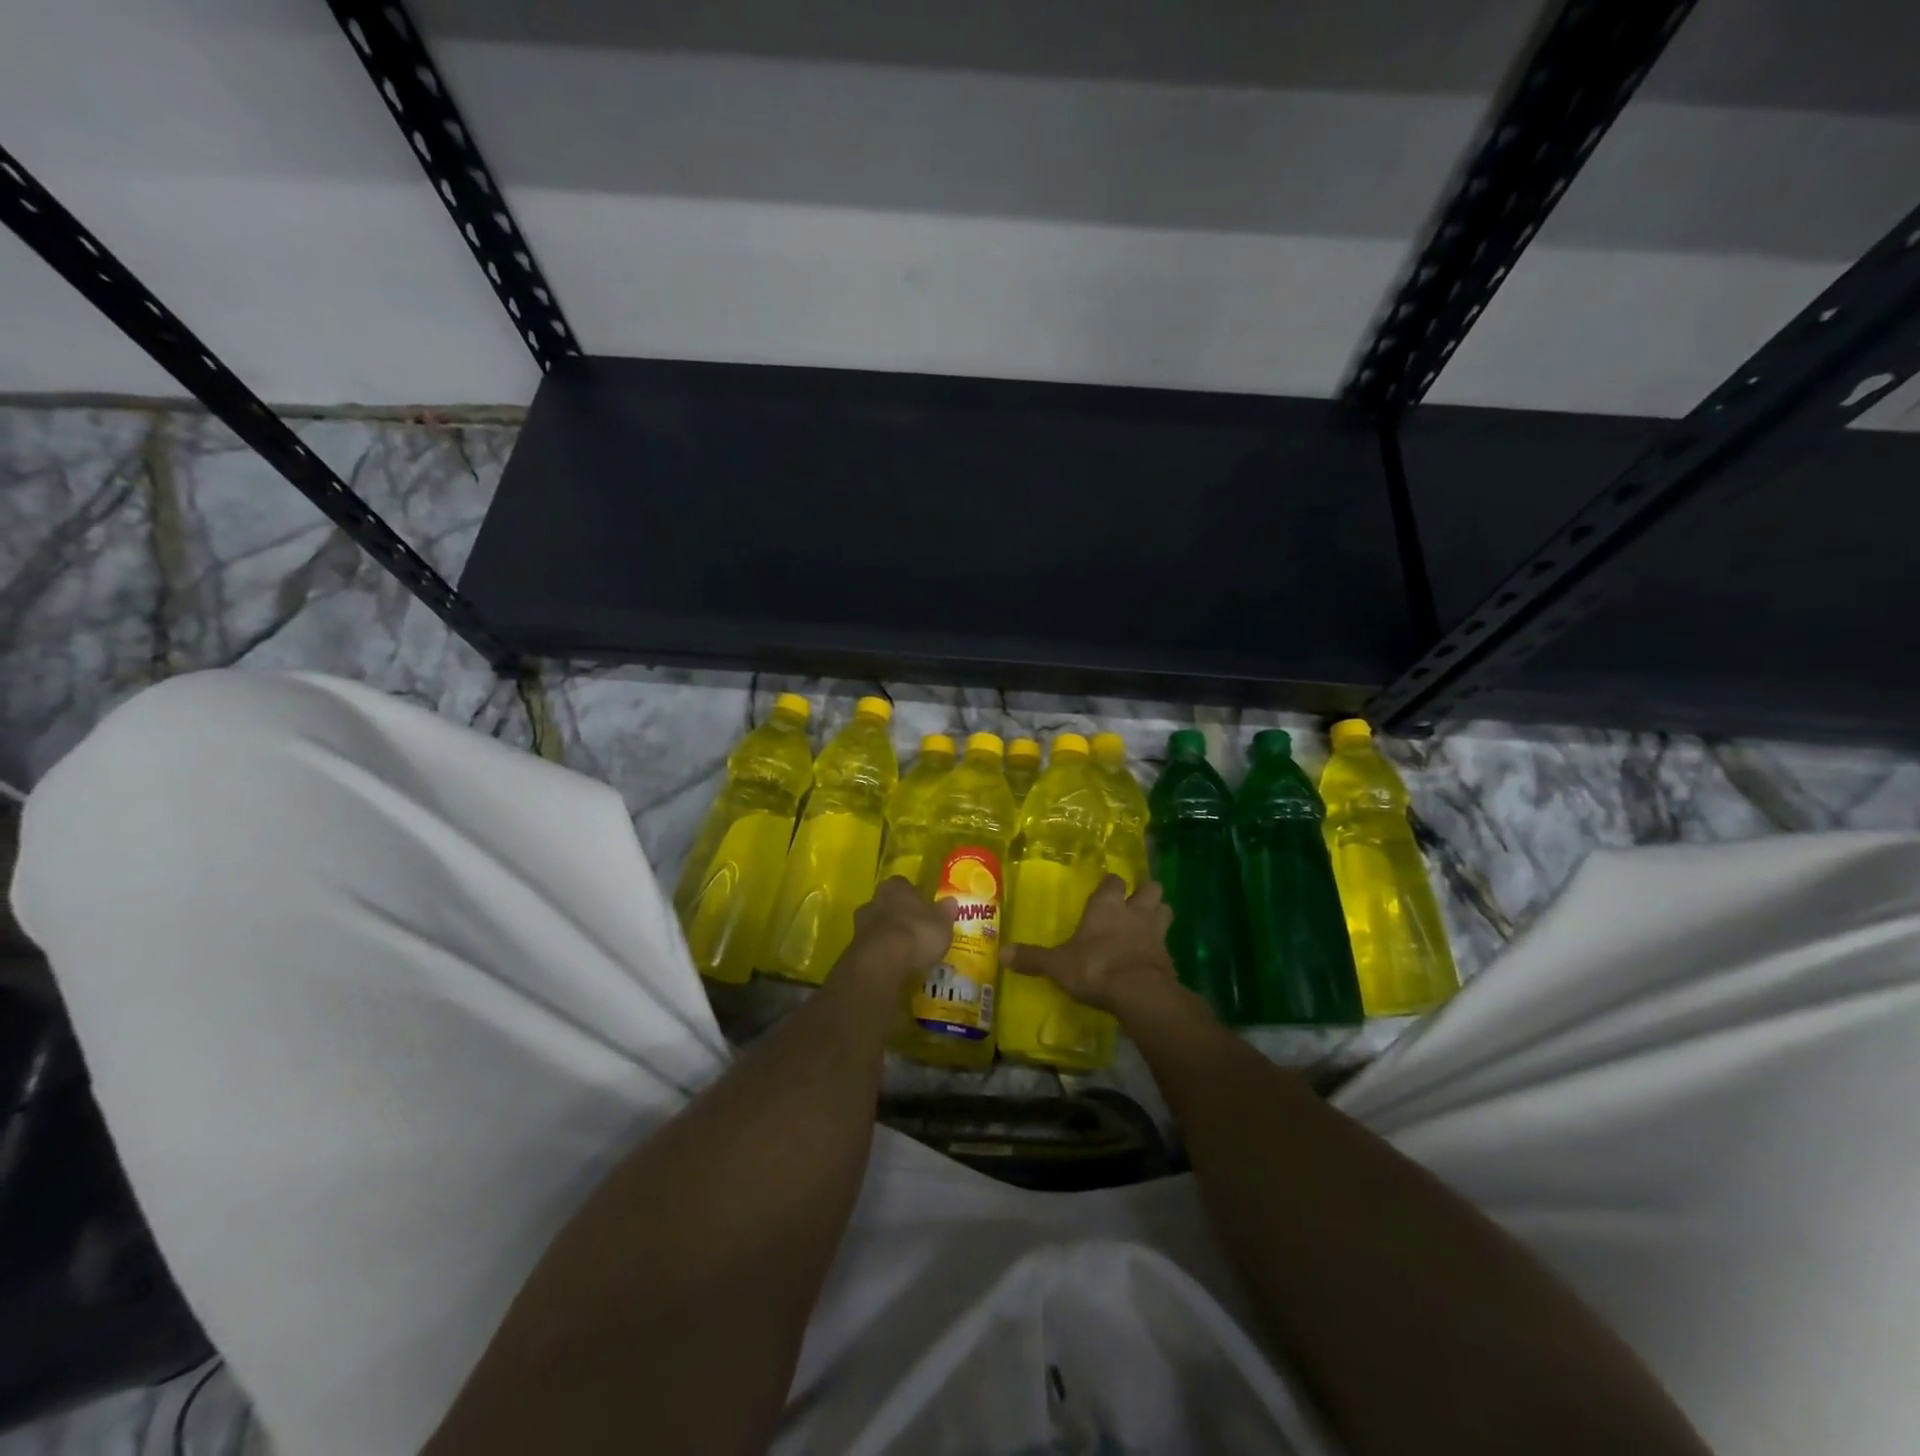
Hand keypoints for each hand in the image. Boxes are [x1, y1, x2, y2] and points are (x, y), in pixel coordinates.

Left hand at [831, 877, 958, 996]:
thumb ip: (945, 911)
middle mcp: (875, 898)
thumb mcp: (942, 924)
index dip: (914, 897)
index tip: (923, 909)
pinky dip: (880, 952)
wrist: (881, 962)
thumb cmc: (916, 933)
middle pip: (888, 903)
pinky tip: (891, 963)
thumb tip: (950, 901)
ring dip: (887, 933)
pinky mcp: (853, 947)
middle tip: (914, 929)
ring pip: (877, 924)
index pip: (904, 885)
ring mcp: (860, 923)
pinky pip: (871, 945)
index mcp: (896, 886)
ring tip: (903, 950)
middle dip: (898, 914)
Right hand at [1002, 875, 1179, 1018]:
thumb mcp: (1058, 965)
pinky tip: (1151, 957)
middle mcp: (1134, 912)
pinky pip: (1167, 943)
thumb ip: (1033, 958)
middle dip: (1144, 892)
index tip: (1106, 889)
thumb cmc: (1095, 968)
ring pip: (1165, 910)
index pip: (1113, 881)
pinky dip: (1161, 946)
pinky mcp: (1168, 957)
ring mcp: (1155, 933)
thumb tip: (1002, 953)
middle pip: (1150, 888)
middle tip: (1134, 902)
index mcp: (1106, 906)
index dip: (1111, 884)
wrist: (1140, 994)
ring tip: (1148, 923)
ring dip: (1158, 913)